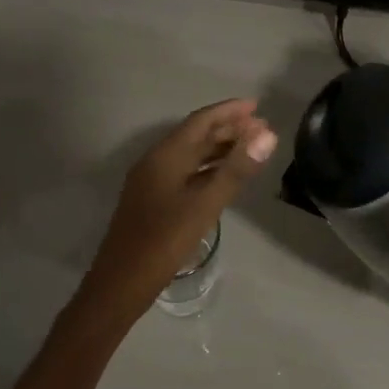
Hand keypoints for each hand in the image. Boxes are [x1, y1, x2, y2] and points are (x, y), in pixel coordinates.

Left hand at [81, 99, 277, 311]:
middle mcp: (156, 163)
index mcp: (164, 157)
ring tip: (250, 148)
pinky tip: (224, 178)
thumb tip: (267, 134)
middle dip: (227, 129)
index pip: (200, 121)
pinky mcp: (153, 202)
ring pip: (189, 156)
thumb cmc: (163, 242)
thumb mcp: (204, 205)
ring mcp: (152, 183)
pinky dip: (208, 169)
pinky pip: (185, 173)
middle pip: (194, 136)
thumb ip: (235, 170)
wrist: (121, 283)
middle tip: (261, 128)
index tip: (257, 106)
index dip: (229, 111)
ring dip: (218, 149)